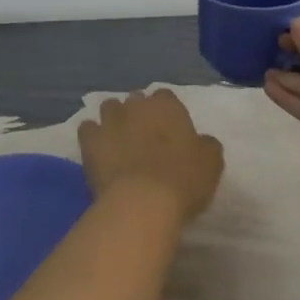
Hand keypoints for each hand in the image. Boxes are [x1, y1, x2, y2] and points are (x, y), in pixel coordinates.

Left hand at [77, 88, 224, 224]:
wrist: (143, 202)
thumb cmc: (183, 179)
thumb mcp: (211, 162)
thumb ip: (205, 145)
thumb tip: (200, 142)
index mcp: (167, 106)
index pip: (166, 97)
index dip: (167, 112)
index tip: (170, 130)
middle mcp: (136, 106)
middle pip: (136, 100)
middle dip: (139, 113)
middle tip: (146, 136)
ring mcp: (110, 121)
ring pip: (109, 108)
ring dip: (114, 119)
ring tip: (120, 140)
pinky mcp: (89, 141)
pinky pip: (88, 129)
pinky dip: (93, 136)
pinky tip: (98, 150)